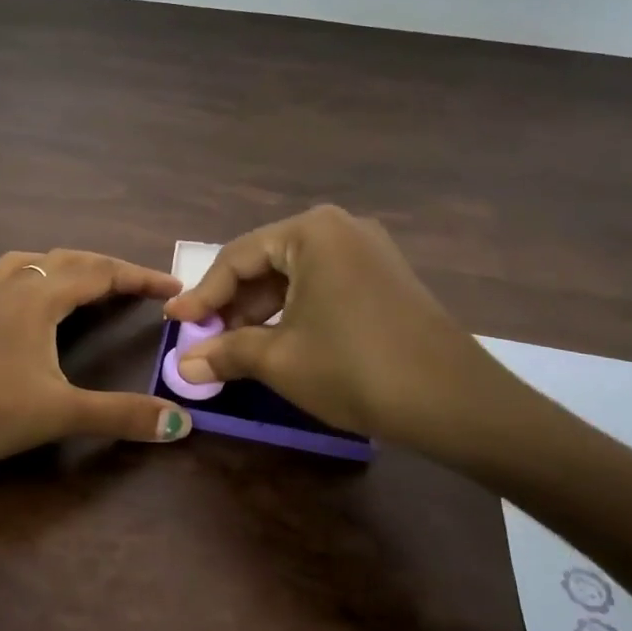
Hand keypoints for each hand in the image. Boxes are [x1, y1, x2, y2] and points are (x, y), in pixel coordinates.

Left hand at [0, 248, 194, 465]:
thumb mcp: (59, 414)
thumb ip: (121, 415)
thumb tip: (182, 424)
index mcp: (39, 298)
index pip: (101, 274)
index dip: (139, 277)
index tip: (173, 286)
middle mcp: (10, 286)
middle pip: (66, 261)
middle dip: (105, 268)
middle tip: (135, 285)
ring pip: (25, 263)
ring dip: (59, 266)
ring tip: (77, 281)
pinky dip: (15, 283)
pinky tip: (11, 302)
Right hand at [163, 205, 531, 454]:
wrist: (456, 402)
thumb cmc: (355, 368)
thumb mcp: (280, 360)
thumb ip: (226, 353)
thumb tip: (183, 366)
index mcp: (311, 231)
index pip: (237, 257)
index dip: (202, 294)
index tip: (175, 322)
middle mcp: (341, 228)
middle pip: (267, 262)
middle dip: (233, 303)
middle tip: (206, 339)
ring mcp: (369, 251)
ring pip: (296, 275)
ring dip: (262, 309)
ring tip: (238, 346)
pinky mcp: (385, 277)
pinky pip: (324, 284)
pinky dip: (295, 310)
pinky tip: (281, 340)